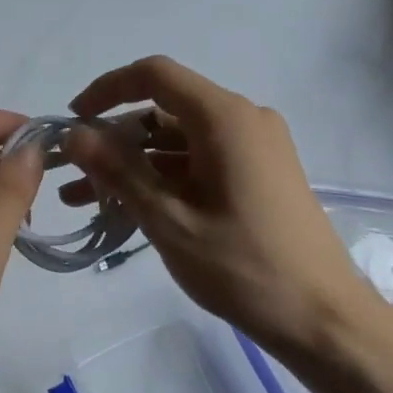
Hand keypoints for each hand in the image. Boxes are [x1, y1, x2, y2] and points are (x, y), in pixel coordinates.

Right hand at [62, 57, 384, 360]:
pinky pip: (198, 162)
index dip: (106, 90)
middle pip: (164, 110)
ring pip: (178, 141)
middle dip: (113, 138)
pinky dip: (161, 179)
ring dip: (132, 164)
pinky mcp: (258, 174)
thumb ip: (119, 171)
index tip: (71, 120)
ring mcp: (254, 148)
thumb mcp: (169, 220)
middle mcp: (243, 120)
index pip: (155, 75)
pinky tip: (126, 208)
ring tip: (82, 199)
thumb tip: (74, 134)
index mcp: (225, 118)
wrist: (321, 316)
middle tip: (71, 173)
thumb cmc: (243, 267)